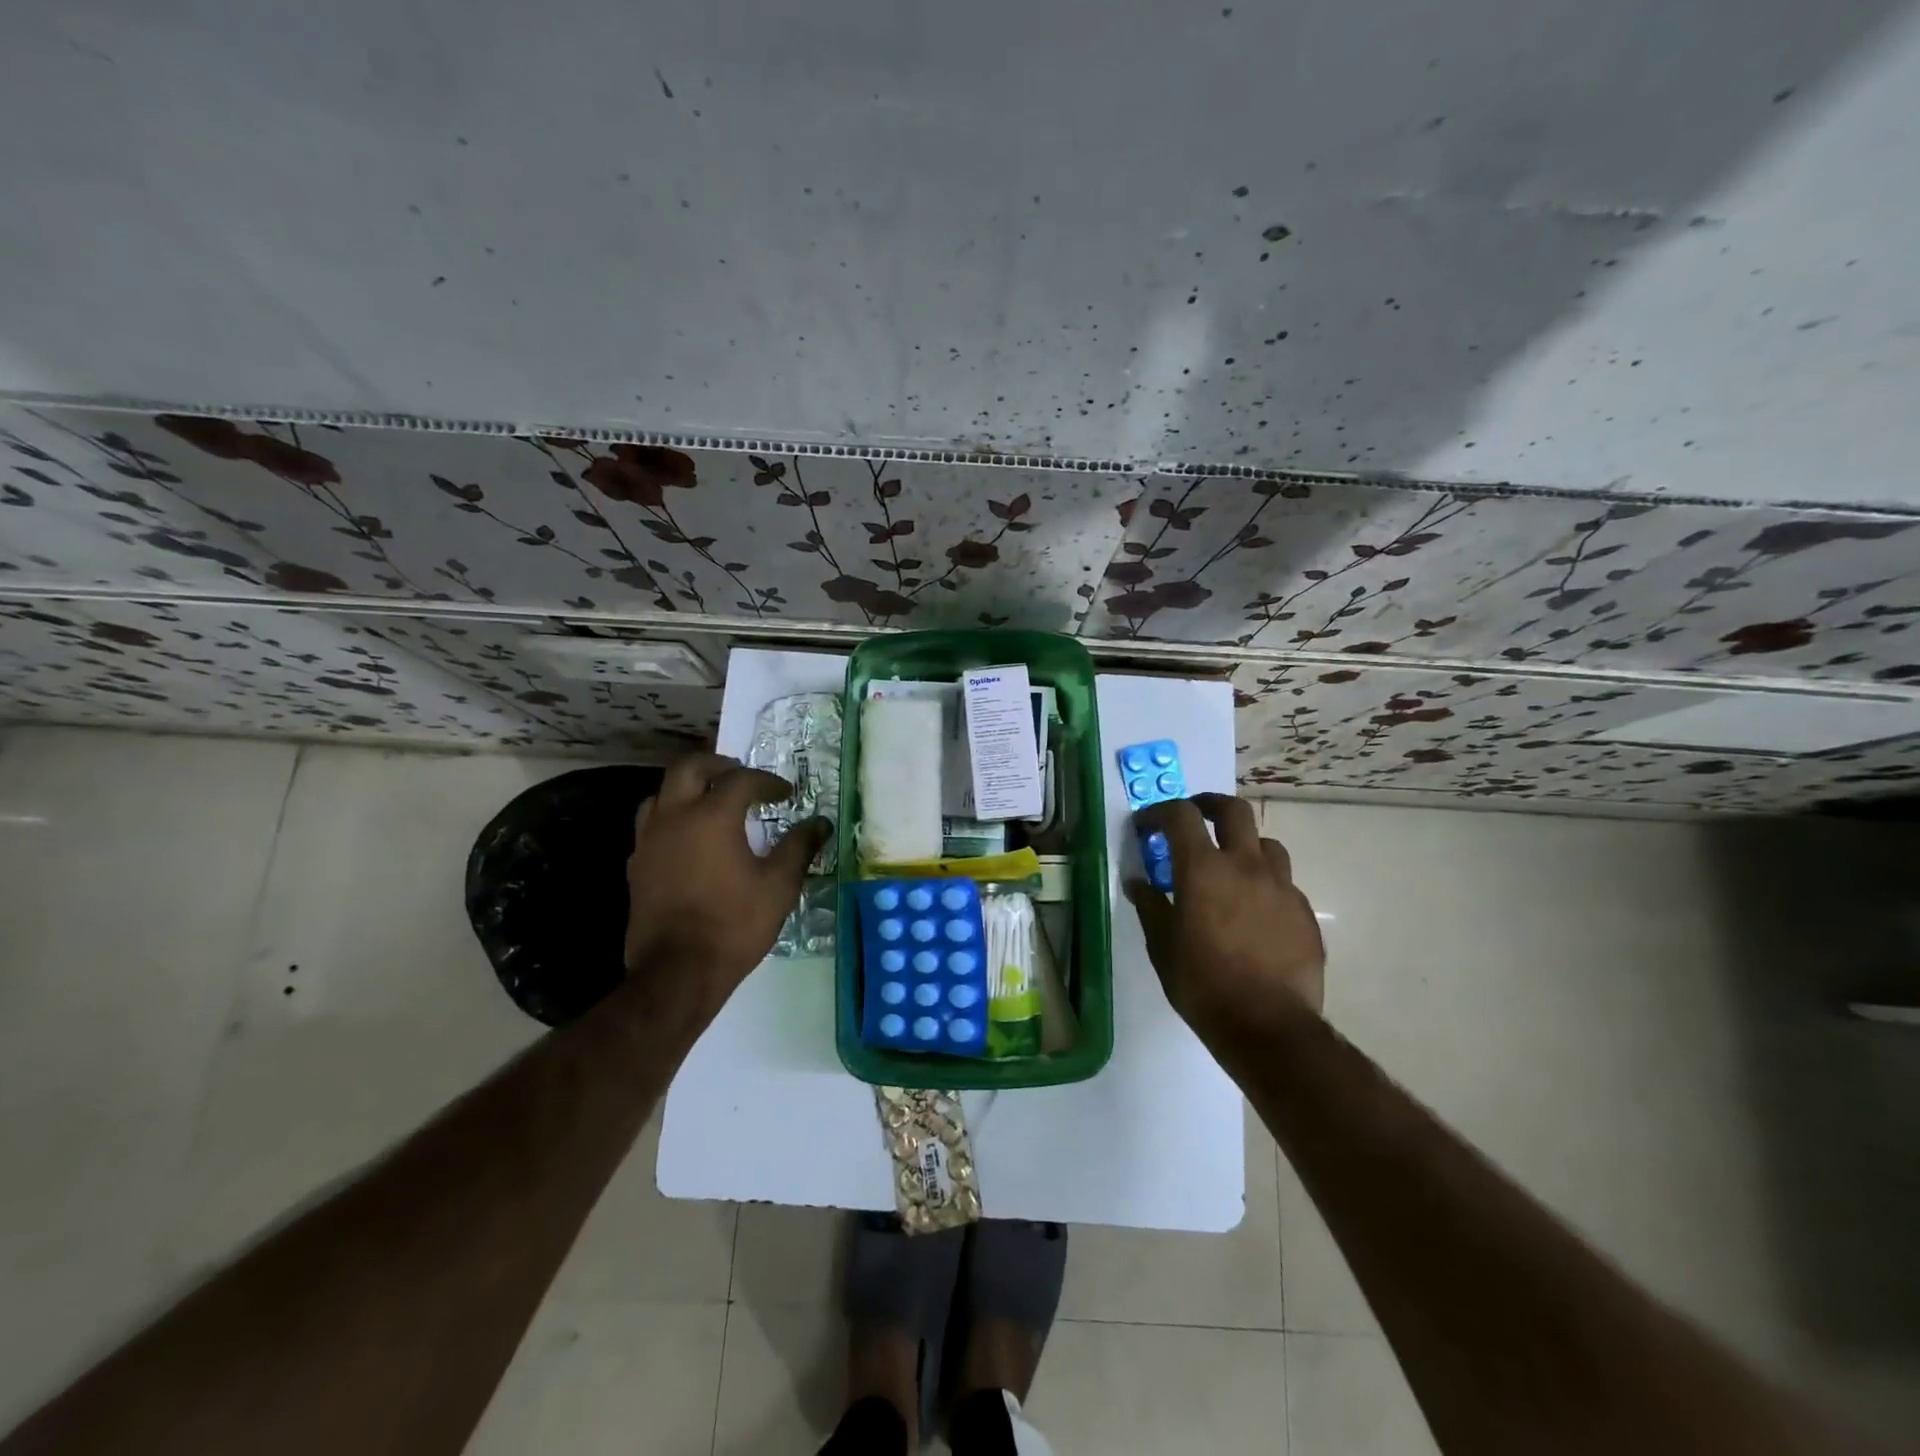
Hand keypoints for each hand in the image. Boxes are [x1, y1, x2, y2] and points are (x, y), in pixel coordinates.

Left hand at [623, 752, 829, 1018]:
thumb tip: (820, 823)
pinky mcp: (636, 865)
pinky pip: (651, 824)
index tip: (786, 794)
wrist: (677, 972)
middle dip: (717, 764)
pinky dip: (671, 817)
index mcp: (712, 816)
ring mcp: (649, 840)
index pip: (741, 780)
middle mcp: (675, 817)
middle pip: (688, 768)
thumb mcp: (778, 886)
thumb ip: (799, 848)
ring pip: (661, 793)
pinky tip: (688, 838)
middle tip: (739, 774)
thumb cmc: (733, 924)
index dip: (767, 782)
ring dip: (687, 787)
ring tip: (710, 800)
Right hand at [1125, 794, 1324, 1039]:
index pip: (1181, 815)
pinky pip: (1282, 881)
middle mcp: (1246, 865)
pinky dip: (1263, 882)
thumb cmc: (1203, 985)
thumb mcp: (1162, 946)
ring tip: (1229, 867)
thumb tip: (1138, 882)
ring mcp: (1281, 886)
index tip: (1146, 826)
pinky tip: (1253, 911)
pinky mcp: (1303, 911)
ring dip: (1243, 844)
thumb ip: (1150, 905)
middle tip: (1195, 819)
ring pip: (1265, 843)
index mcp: (1204, 869)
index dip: (1159, 812)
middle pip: (1234, 810)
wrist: (1269, 1027)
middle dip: (1210, 806)